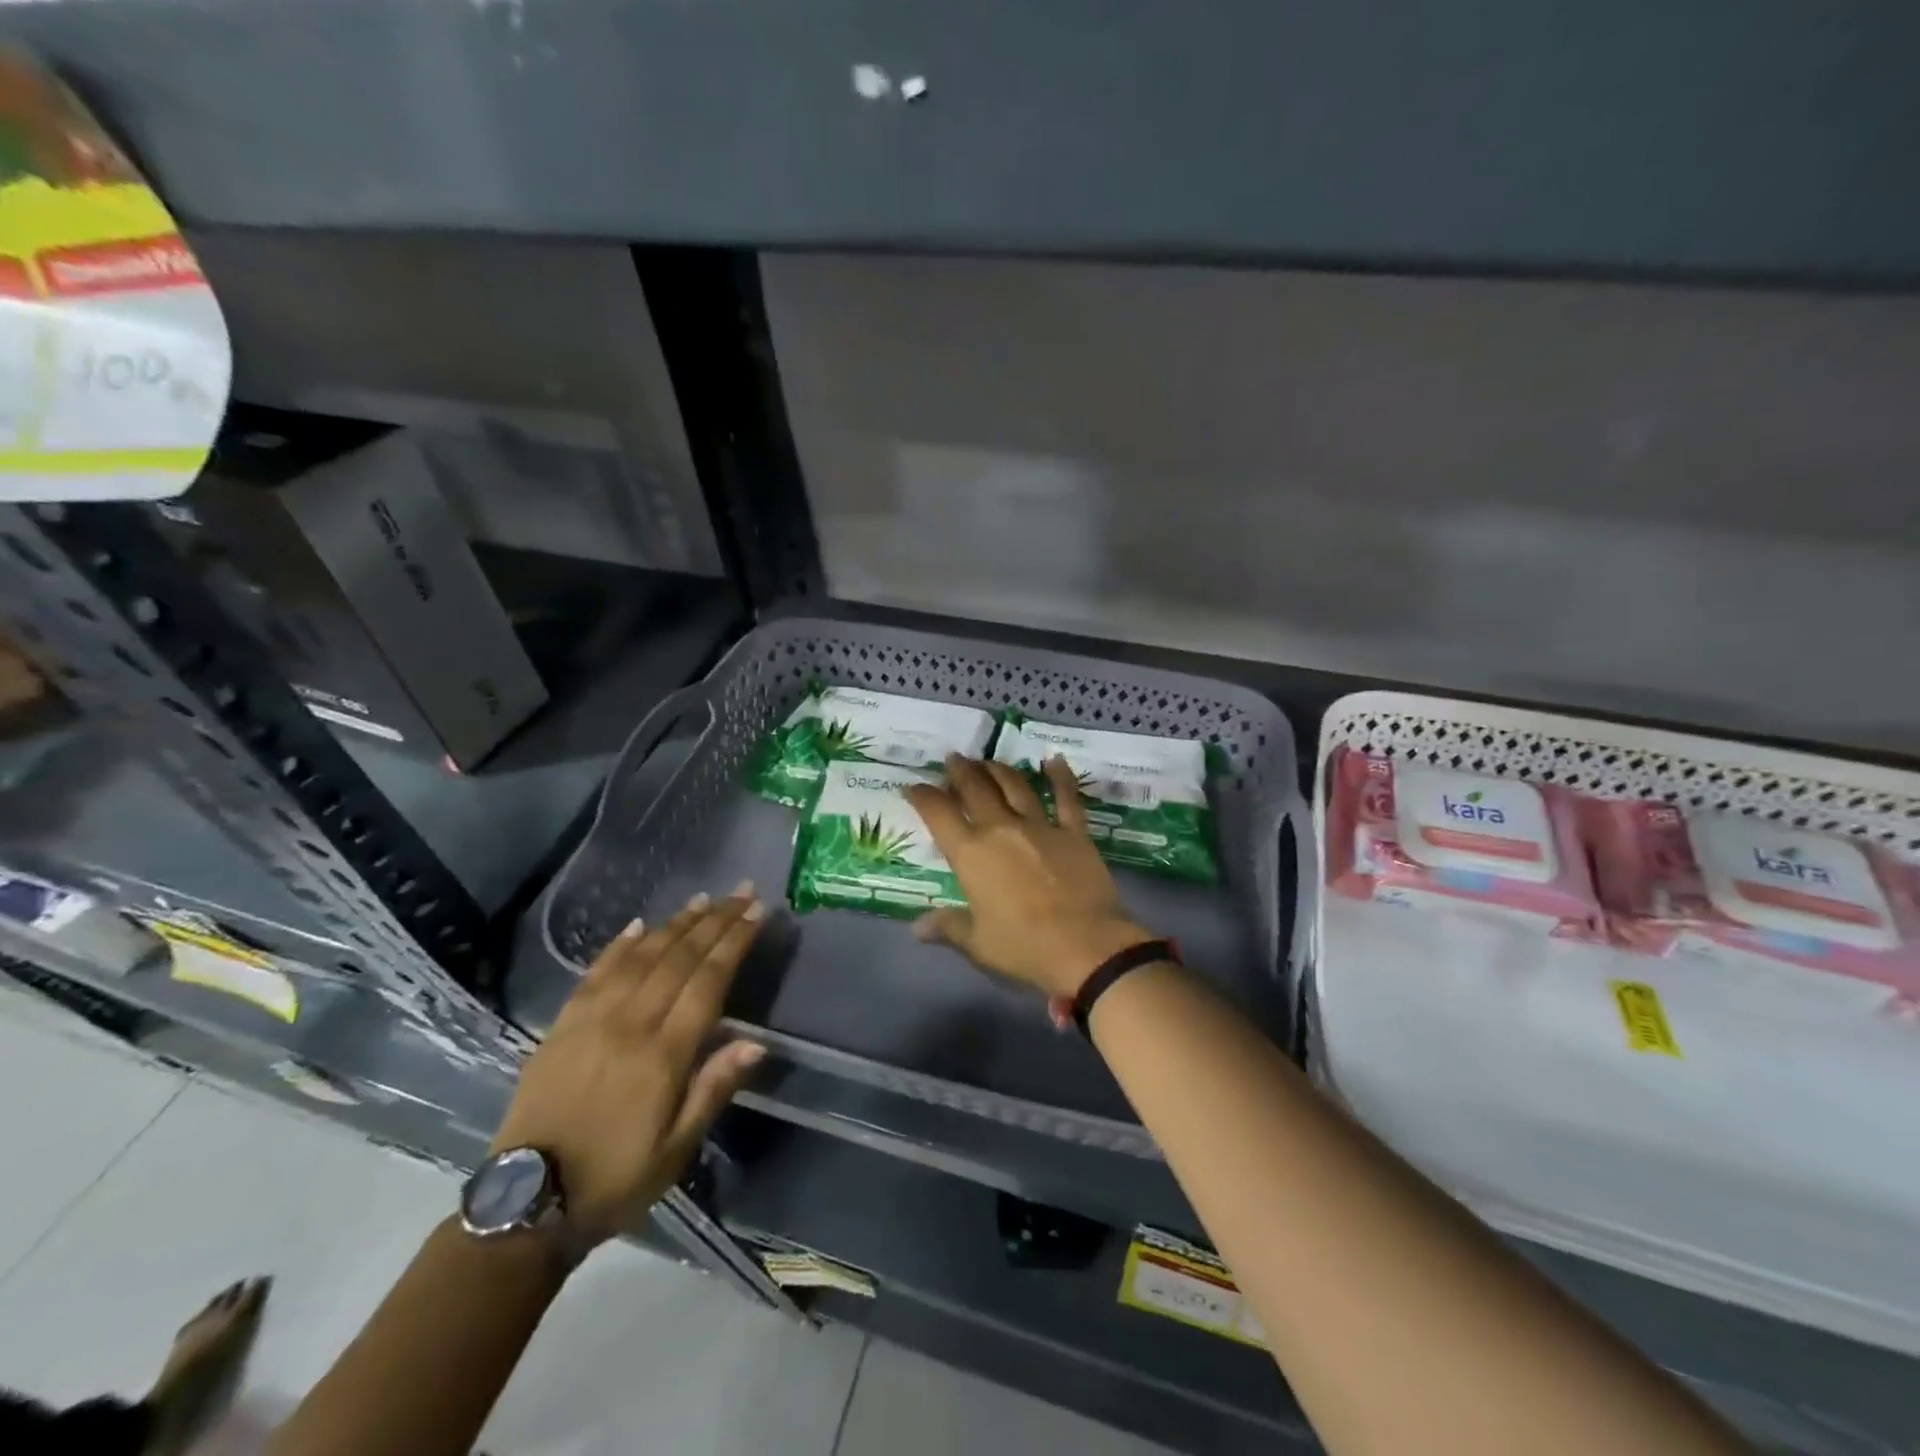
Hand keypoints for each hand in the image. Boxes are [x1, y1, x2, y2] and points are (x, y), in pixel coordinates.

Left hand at [492, 888, 767, 1246]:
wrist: (526, 1204)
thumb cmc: (615, 1178)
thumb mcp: (676, 1148)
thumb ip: (714, 1089)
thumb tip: (756, 1042)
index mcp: (663, 1054)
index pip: (707, 980)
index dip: (734, 941)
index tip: (756, 911)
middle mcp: (629, 1024)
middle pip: (679, 958)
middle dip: (714, 921)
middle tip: (740, 892)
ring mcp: (591, 1020)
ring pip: (641, 956)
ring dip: (675, 924)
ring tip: (702, 900)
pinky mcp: (561, 1026)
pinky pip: (595, 973)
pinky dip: (620, 945)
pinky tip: (639, 925)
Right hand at [904, 754, 1155, 1001]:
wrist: (1086, 946)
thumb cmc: (1024, 947)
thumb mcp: (977, 943)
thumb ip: (947, 927)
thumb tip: (917, 927)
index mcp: (971, 854)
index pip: (938, 814)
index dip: (923, 796)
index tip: (913, 786)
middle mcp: (1001, 829)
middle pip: (976, 789)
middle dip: (960, 771)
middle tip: (953, 759)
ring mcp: (1040, 826)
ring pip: (1015, 786)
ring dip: (998, 769)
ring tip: (988, 761)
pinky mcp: (1074, 832)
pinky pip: (1066, 797)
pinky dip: (1060, 776)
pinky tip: (1054, 759)